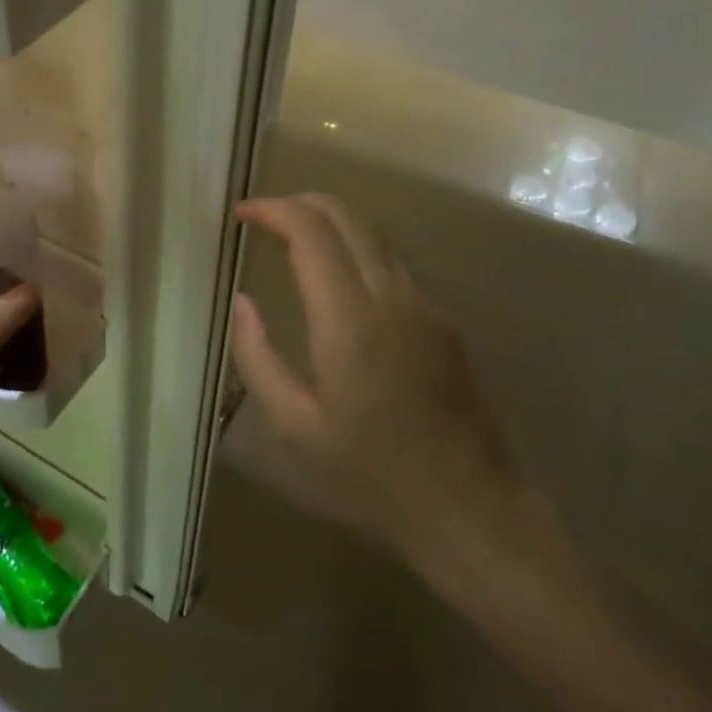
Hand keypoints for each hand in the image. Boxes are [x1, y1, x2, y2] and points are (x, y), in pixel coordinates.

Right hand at [232, 194, 532, 593]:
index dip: (272, 209)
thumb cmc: (370, 475)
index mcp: (349, 320)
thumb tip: (242, 302)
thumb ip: (257, 356)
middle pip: (345, 215)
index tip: (240, 213)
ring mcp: (423, 305)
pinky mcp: (441, 320)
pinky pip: (390, 263)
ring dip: (328, 222)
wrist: (471, 509)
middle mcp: (391, 297)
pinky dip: (353, 248)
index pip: (310, 230)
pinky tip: (333, 280)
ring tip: (289, 239)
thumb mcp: (294, 426)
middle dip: (298, 203)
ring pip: (372, 233)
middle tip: (260, 218)